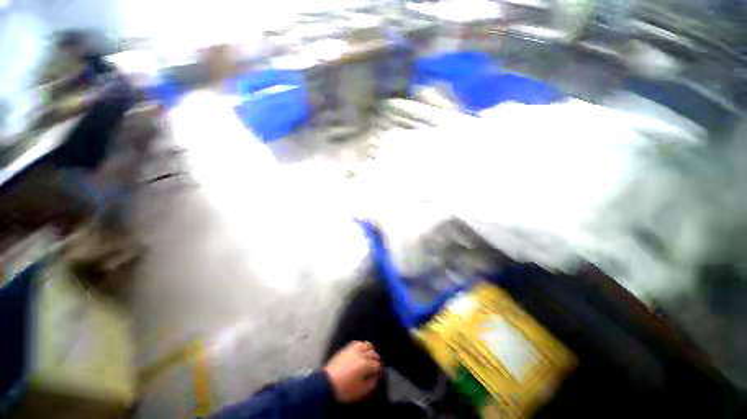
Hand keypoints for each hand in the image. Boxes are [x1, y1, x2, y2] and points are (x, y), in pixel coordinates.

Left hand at [324, 341, 381, 402]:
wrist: (327, 383)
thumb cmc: (344, 389)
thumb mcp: (361, 391)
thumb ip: (371, 384)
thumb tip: (376, 378)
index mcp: (365, 365)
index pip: (377, 365)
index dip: (380, 369)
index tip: (380, 372)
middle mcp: (361, 355)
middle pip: (373, 354)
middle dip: (377, 359)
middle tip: (378, 364)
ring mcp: (353, 350)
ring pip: (366, 345)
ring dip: (371, 349)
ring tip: (372, 353)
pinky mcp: (347, 348)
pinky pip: (357, 343)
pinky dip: (362, 345)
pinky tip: (362, 348)